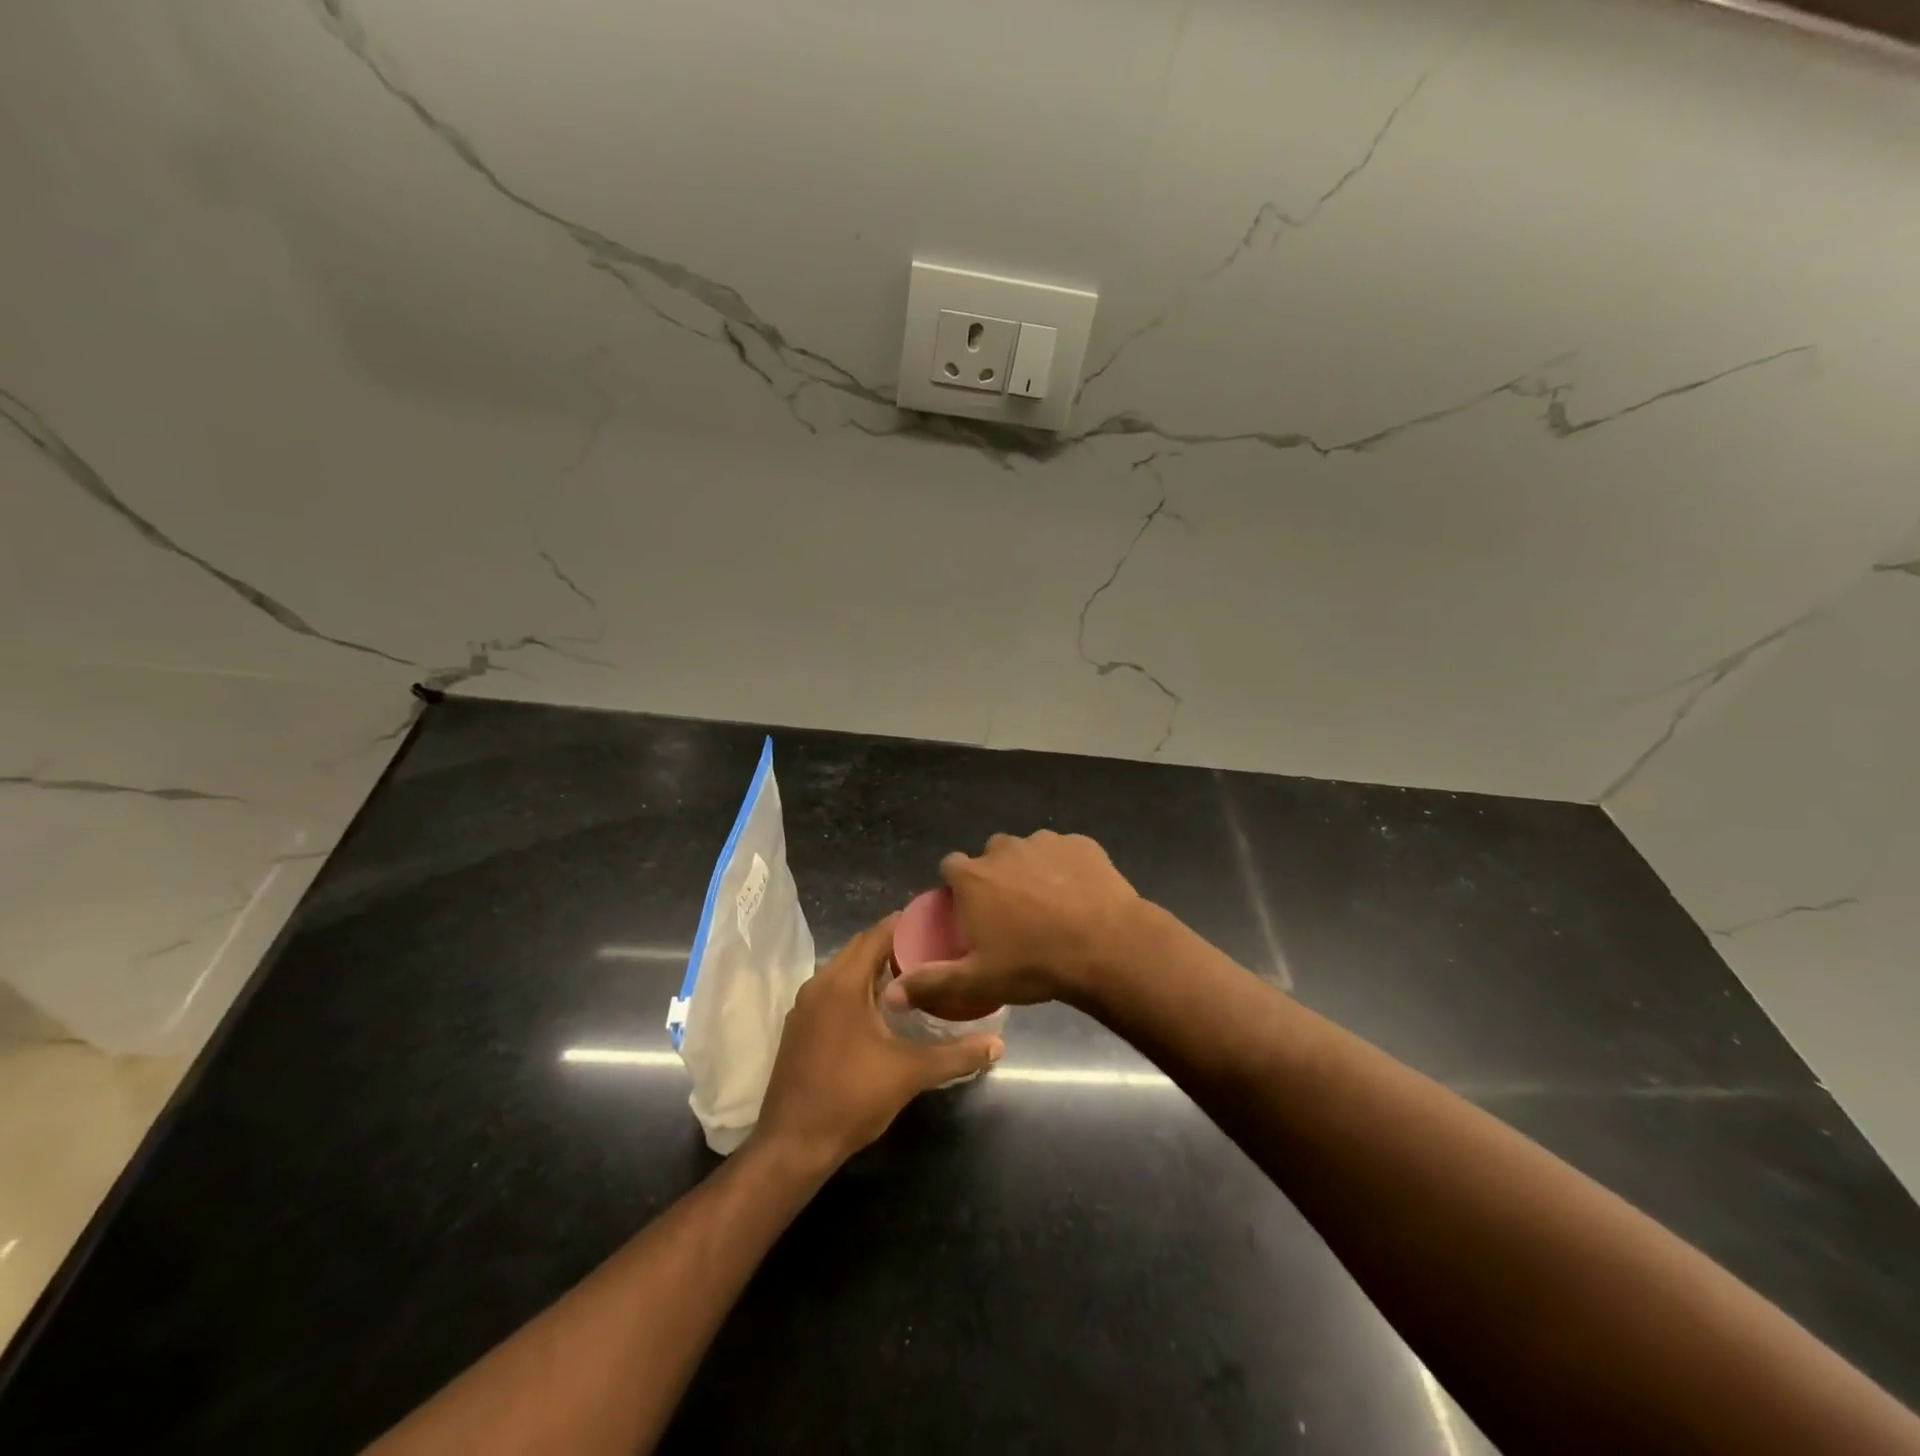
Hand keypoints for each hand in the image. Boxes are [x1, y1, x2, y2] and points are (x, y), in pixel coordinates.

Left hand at [753, 916, 1002, 1170]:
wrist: (792, 1145)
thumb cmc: (851, 1098)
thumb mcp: (910, 1074)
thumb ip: (956, 1055)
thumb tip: (997, 1045)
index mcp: (842, 983)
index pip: (876, 935)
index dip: (906, 924)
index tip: (936, 921)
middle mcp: (819, 984)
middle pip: (859, 948)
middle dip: (894, 944)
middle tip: (933, 947)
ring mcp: (805, 1006)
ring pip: (844, 970)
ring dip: (875, 967)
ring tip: (914, 973)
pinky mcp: (800, 1027)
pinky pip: (833, 991)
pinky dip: (858, 987)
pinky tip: (883, 1007)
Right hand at [882, 831, 1141, 1017]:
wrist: (1107, 946)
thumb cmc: (1034, 964)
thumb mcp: (978, 982)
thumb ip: (931, 984)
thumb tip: (890, 995)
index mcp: (974, 876)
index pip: (950, 867)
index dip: (957, 888)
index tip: (969, 912)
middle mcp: (1004, 849)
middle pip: (990, 857)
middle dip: (995, 878)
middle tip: (1012, 915)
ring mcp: (1045, 842)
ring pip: (1028, 852)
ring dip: (1031, 871)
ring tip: (1050, 907)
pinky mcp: (1081, 843)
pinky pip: (1065, 853)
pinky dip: (1066, 868)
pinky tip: (1079, 896)